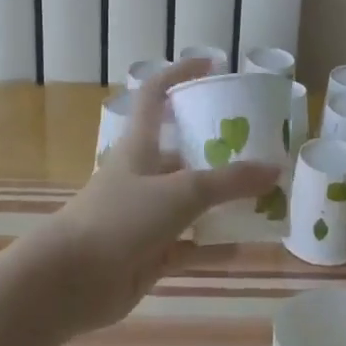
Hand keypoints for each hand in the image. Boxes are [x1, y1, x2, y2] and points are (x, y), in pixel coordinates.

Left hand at [24, 58, 280, 334]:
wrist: (70, 280)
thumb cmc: (122, 218)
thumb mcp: (182, 192)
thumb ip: (229, 182)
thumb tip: (274, 170)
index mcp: (141, 144)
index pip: (157, 94)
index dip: (181, 73)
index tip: (215, 66)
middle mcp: (142, 174)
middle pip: (182, 151)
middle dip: (217, 149)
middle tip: (258, 146)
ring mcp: (144, 215)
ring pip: (189, 202)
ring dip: (221, 202)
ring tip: (261, 197)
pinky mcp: (148, 253)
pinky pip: (188, 246)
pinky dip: (213, 246)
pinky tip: (244, 246)